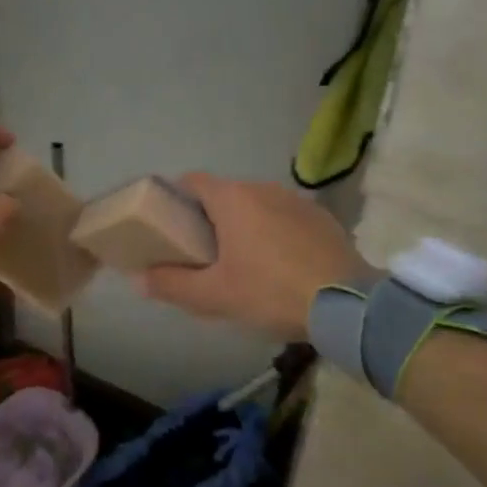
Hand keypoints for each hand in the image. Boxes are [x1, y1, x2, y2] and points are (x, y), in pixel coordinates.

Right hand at [139, 174, 367, 338]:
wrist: (349, 305)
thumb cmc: (271, 292)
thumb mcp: (214, 296)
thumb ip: (171, 284)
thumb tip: (137, 278)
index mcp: (232, 199)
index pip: (191, 181)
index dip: (175, 199)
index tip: (170, 227)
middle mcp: (262, 188)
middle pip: (224, 195)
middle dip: (209, 219)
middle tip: (203, 255)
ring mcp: (296, 200)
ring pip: (256, 205)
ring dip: (244, 226)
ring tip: (243, 263)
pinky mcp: (322, 217)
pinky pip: (285, 217)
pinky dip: (274, 233)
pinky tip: (280, 265)